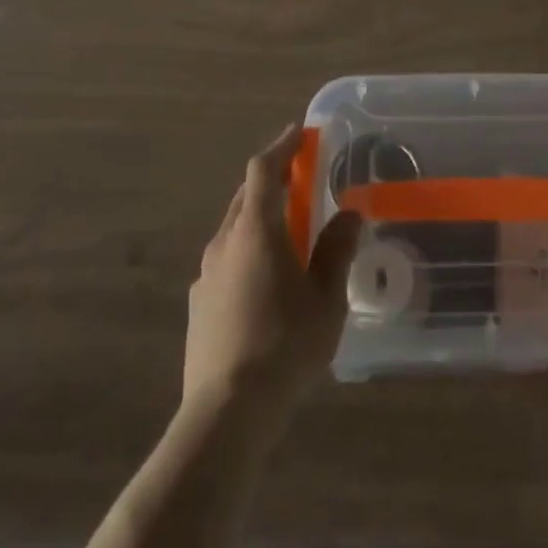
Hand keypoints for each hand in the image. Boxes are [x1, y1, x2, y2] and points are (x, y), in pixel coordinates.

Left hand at [185, 123, 362, 413]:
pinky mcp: (198, 306)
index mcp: (256, 230)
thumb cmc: (284, 346)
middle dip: (272, 181)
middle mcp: (224, 242)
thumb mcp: (326, 297)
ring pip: (234, 229)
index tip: (300, 132)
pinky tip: (264, 280)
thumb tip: (349, 213)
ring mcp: (206, 275)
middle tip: (300, 179)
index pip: (263, 170)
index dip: (282, 146)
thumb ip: (337, 250)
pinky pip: (226, 260)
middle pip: (246, 196)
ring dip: (259, 218)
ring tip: (287, 232)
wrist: (225, 415)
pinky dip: (247, 251)